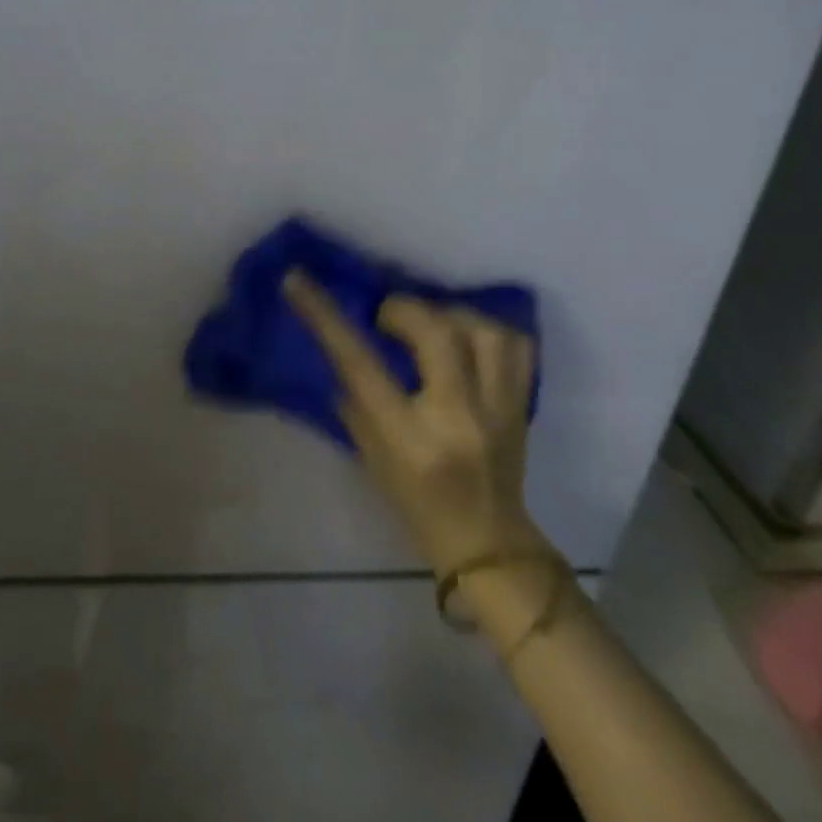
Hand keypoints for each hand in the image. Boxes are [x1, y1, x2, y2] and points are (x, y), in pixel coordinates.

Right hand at [283, 271, 542, 571]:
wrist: (487, 542)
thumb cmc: (414, 502)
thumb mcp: (369, 453)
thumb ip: (354, 396)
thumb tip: (340, 341)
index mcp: (409, 438)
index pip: (361, 364)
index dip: (325, 316)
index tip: (297, 280)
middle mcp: (459, 417)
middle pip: (437, 334)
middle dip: (403, 310)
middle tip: (385, 317)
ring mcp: (499, 410)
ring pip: (484, 331)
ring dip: (448, 314)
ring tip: (429, 322)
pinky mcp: (523, 404)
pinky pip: (516, 345)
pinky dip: (487, 328)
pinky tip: (465, 334)